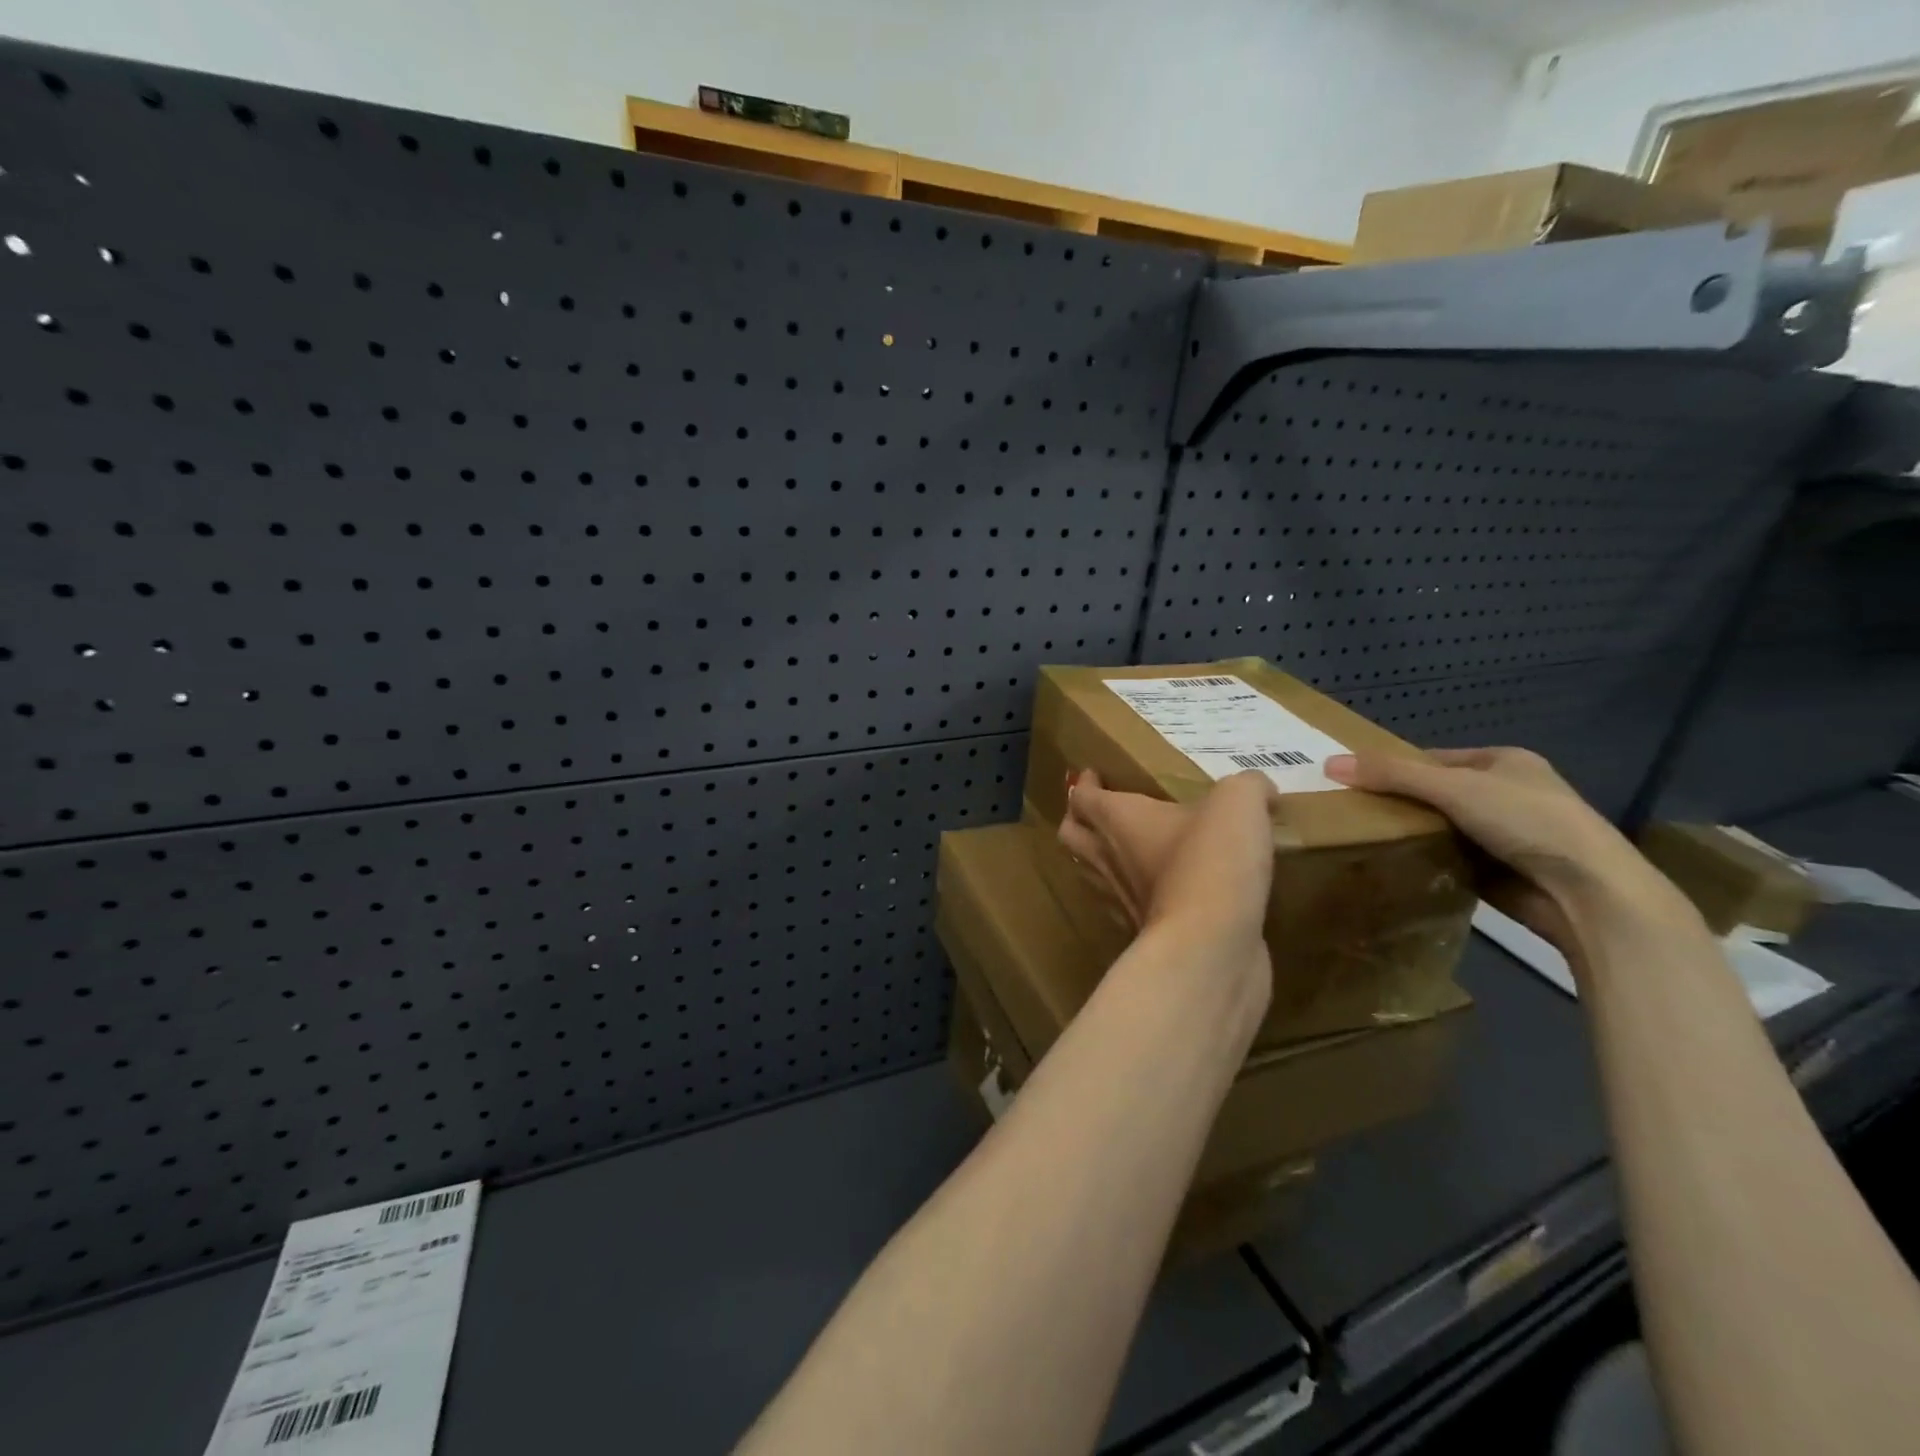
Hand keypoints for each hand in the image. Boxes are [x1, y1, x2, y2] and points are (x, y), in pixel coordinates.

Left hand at [1057, 768, 1277, 987]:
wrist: (1210, 948)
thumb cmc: (1210, 861)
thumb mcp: (1238, 803)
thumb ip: (1248, 787)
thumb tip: (1260, 791)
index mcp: (1118, 820)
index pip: (1081, 798)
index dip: (1084, 785)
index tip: (1094, 776)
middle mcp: (1109, 859)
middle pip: (1071, 837)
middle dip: (1078, 821)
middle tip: (1100, 813)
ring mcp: (1123, 902)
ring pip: (1094, 874)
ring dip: (1102, 860)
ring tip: (1128, 850)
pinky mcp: (1146, 935)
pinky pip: (1129, 908)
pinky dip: (1137, 896)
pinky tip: (1165, 892)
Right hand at [1323, 747, 1663, 949]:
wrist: (1588, 893)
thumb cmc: (1526, 821)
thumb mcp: (1453, 788)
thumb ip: (1393, 775)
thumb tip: (1330, 764)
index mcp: (1505, 761)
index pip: (1436, 759)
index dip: (1397, 767)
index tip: (1357, 783)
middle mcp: (1510, 794)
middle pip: (1439, 794)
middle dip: (1402, 804)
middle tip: (1356, 813)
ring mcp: (1511, 835)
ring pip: (1446, 829)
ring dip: (1416, 835)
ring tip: (1367, 839)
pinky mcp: (1506, 872)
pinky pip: (1454, 860)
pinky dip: (1431, 862)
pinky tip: (1400, 865)